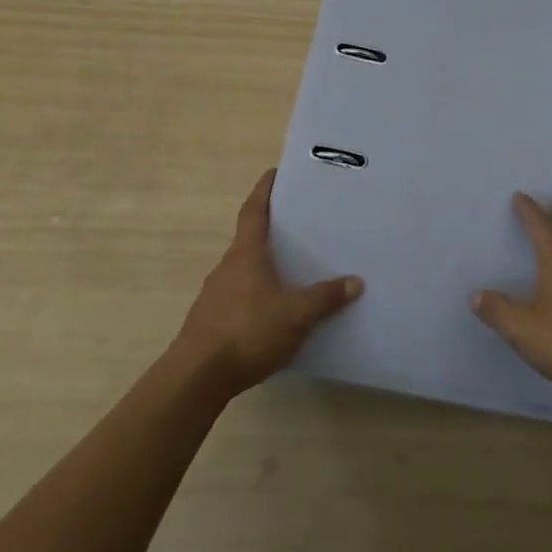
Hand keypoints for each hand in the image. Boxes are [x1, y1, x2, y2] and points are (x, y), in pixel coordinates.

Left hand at [172, 169, 362, 396]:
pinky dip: (256, 292)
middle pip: (249, 237)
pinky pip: (239, 294)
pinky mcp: (211, 321)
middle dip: (270, 228)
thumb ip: (325, 297)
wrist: (196, 378)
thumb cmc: (247, 331)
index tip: (275, 173)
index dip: (264, 190)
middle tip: (298, 222)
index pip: (253, 210)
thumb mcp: (296, 314)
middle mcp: (228, 266)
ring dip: (263, 264)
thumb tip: (355, 281)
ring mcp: (215, 294)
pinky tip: (273, 309)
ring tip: (291, 267)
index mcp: (246, 253)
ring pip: (243, 268)